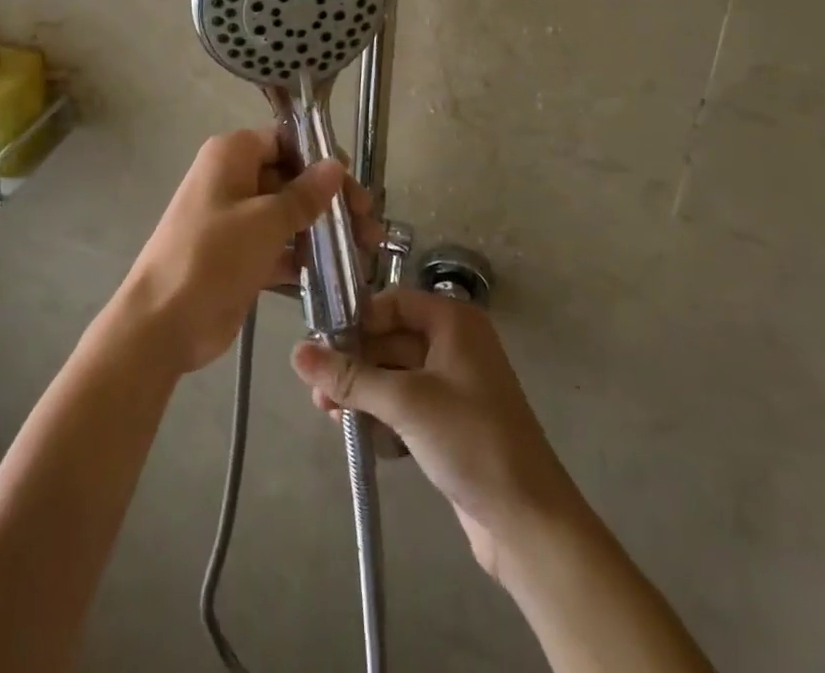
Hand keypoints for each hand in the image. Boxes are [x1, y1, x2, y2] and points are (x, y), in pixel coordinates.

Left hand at [114, 129, 372, 375]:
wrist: (163, 323)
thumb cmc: (212, 257)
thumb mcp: (265, 221)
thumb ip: (305, 194)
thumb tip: (335, 165)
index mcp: (232, 155)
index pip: (285, 140)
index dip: (321, 158)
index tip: (353, 185)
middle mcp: (233, 178)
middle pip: (290, 177)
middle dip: (329, 199)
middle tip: (369, 225)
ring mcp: (235, 219)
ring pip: (287, 213)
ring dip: (322, 229)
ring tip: (364, 251)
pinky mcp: (239, 254)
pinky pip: (278, 245)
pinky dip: (303, 255)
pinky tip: (337, 273)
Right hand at [291, 289, 578, 584]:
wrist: (529, 522)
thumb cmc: (470, 440)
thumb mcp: (405, 402)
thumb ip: (349, 376)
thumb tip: (295, 352)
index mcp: (453, 321)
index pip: (392, 302)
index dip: (356, 319)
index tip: (319, 343)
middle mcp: (454, 343)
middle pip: (389, 338)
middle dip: (353, 362)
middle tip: (315, 387)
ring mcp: (454, 384)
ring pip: (394, 372)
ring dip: (362, 390)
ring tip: (327, 412)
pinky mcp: (450, 421)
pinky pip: (405, 402)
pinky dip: (381, 412)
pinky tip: (355, 431)